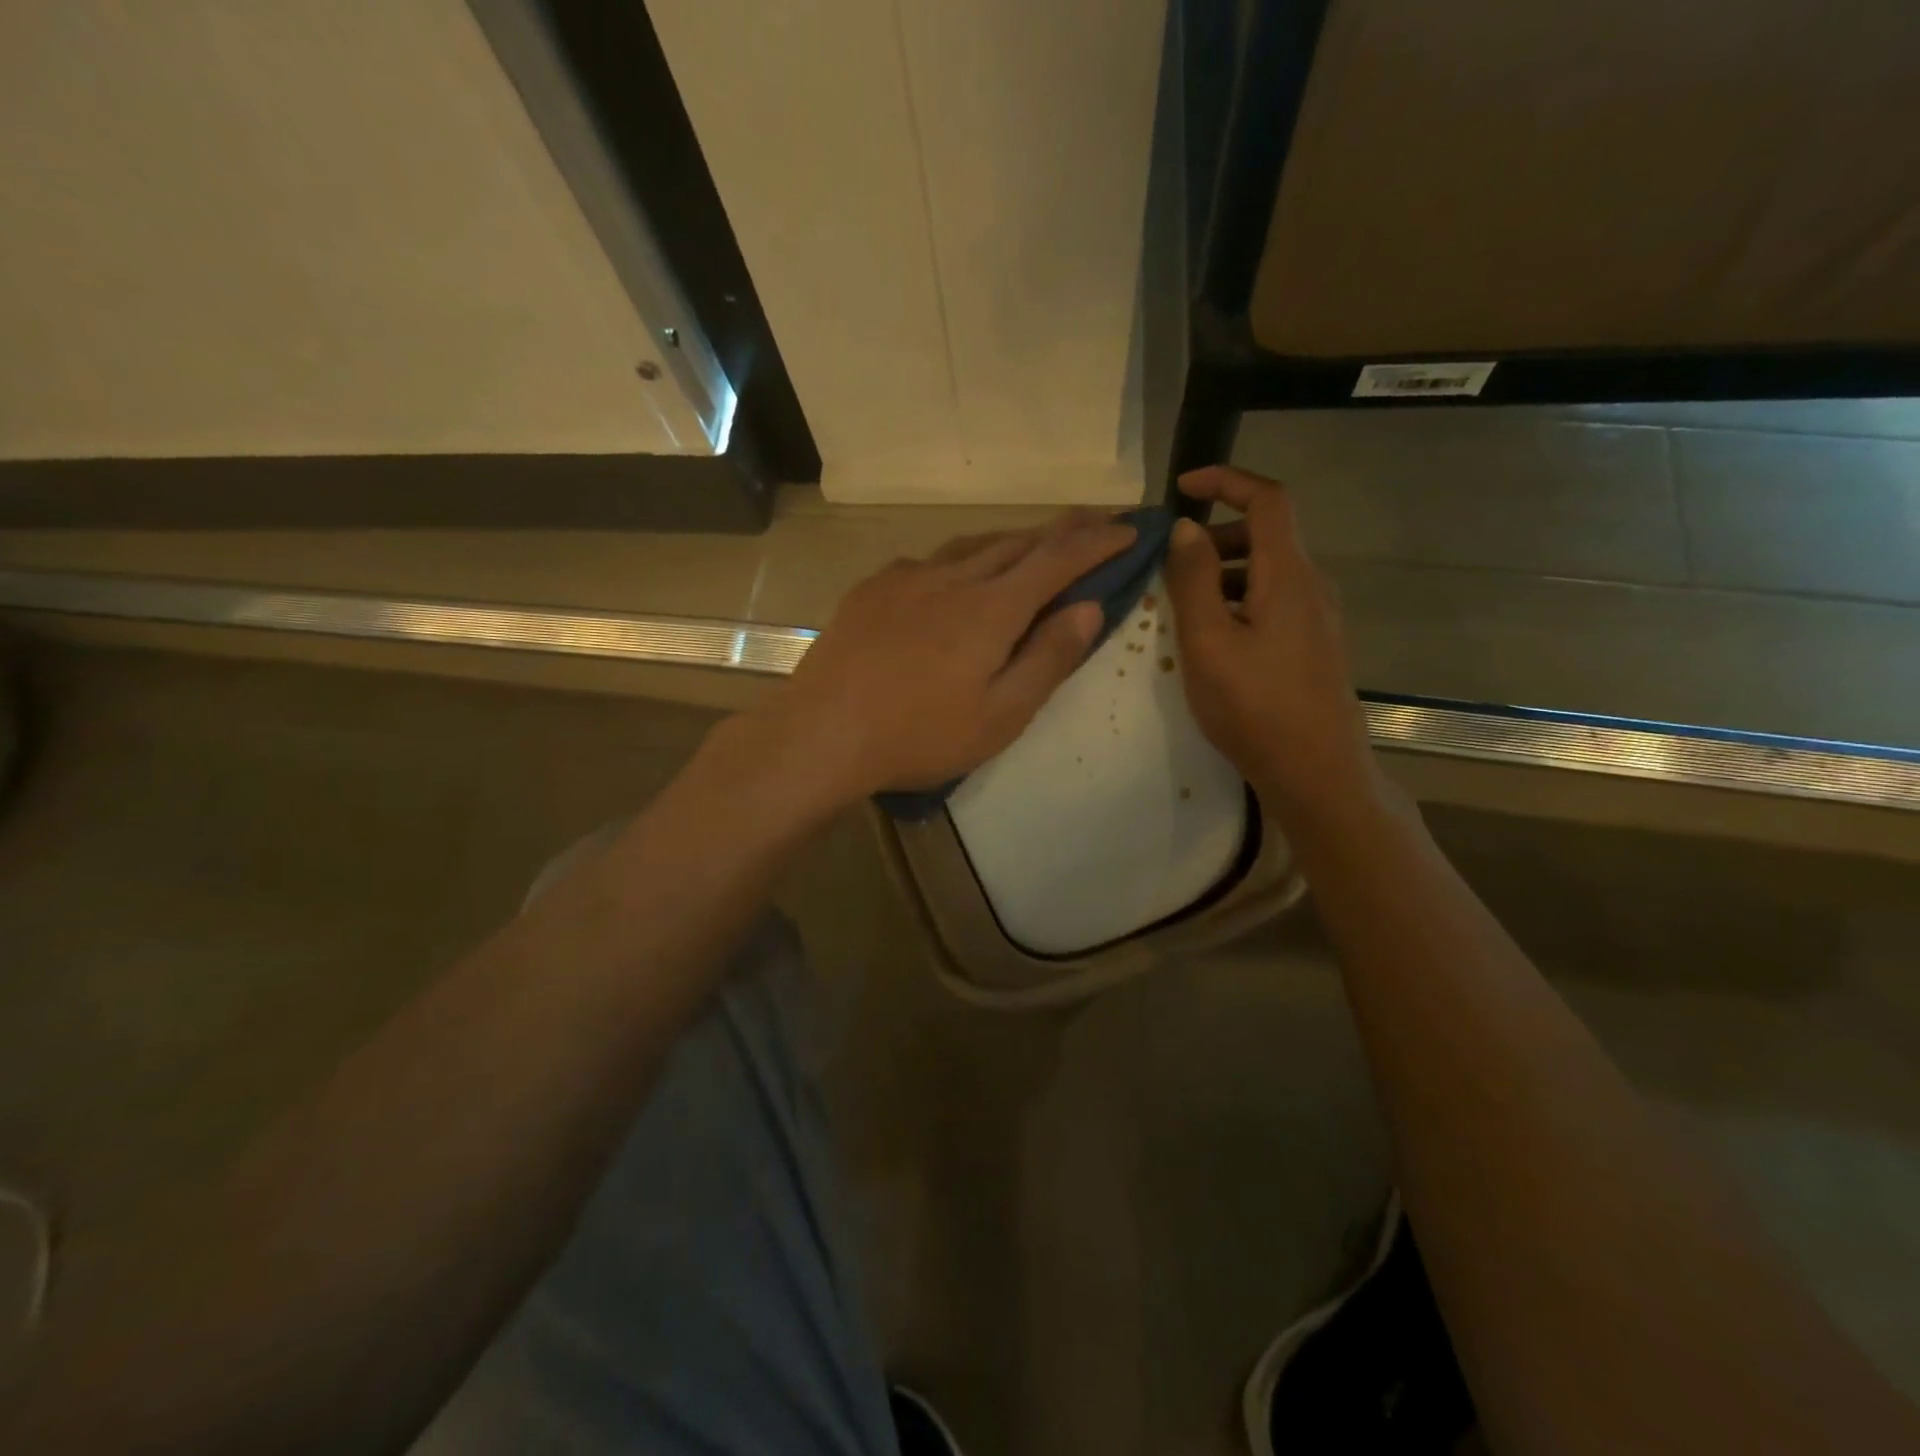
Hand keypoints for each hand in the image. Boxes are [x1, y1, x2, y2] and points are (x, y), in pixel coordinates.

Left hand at [751, 509, 1137, 808]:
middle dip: (1063, 530)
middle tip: (1095, 522)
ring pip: (973, 545)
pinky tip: (956, 578)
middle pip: (1018, 541)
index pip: (1059, 560)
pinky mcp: (872, 588)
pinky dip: (962, 560)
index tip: (1130, 530)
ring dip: (1013, 540)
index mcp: (991, 608)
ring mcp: (907, 577)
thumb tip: (1089, 608)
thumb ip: (1048, 658)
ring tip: (1034, 544)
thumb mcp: (1001, 715)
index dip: (1099, 542)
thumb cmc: (919, 735)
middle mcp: (953, 577)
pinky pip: (930, 561)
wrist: (822, 733)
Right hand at [1163, 467, 1379, 828]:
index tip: (1184, 487)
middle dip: (1216, 535)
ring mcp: (1317, 619)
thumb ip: (1193, 580)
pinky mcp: (1313, 647)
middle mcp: (1311, 586)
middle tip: (1170, 565)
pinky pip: (1273, 603)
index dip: (1227, 480)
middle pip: (1266, 535)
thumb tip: (1185, 527)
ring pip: (1267, 573)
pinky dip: (1238, 602)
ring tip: (1182, 610)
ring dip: (1223, 574)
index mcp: (1288, 576)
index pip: (1268, 499)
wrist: (1316, 772)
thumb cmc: (1255, 707)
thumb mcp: (1208, 642)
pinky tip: (1213, 642)